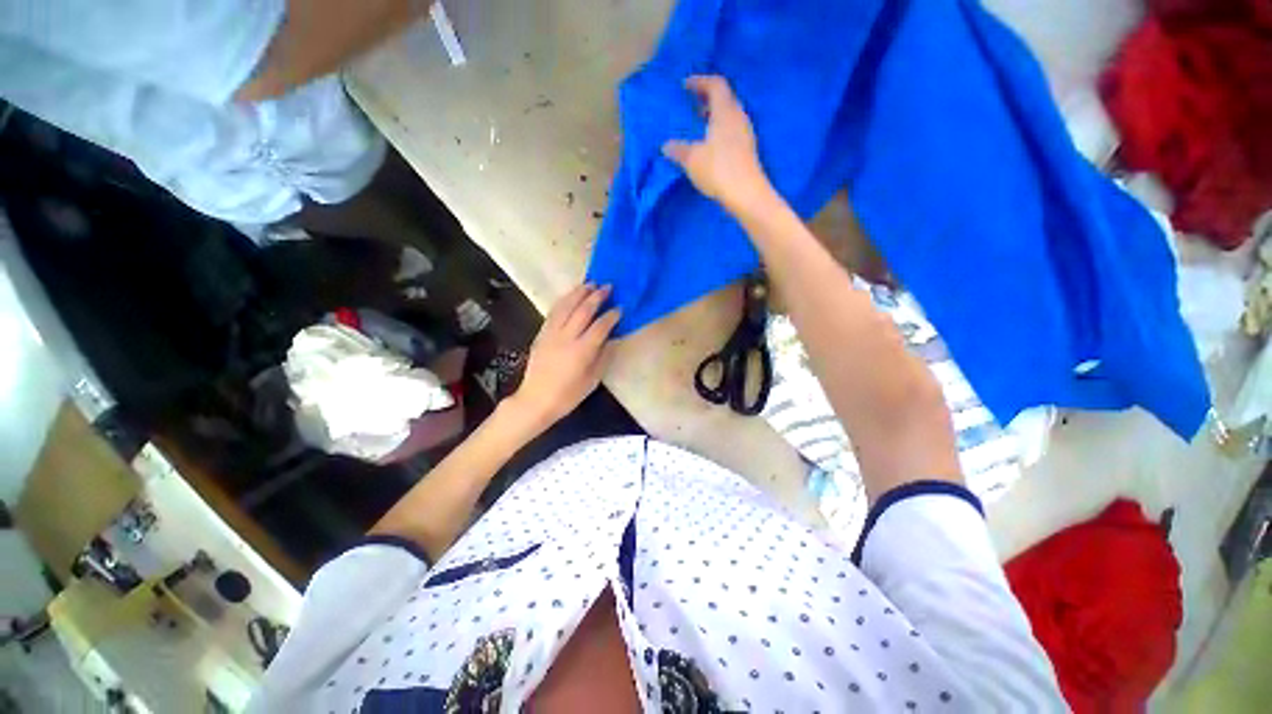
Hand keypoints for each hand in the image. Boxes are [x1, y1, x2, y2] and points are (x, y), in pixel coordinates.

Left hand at [507, 284, 621, 429]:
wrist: (536, 400)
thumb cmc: (568, 395)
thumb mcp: (592, 380)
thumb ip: (603, 357)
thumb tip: (611, 338)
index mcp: (582, 351)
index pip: (600, 326)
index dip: (611, 315)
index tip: (620, 307)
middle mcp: (567, 338)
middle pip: (583, 311)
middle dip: (596, 296)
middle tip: (607, 287)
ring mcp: (552, 333)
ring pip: (566, 306)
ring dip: (579, 293)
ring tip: (590, 283)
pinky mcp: (542, 333)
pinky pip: (554, 312)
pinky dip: (564, 300)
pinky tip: (570, 296)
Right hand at [662, 75, 773, 215]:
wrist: (746, 194)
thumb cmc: (718, 170)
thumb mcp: (692, 159)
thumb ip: (678, 150)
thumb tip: (666, 146)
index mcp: (725, 112)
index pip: (716, 85)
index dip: (700, 81)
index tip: (685, 85)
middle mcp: (738, 118)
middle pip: (725, 98)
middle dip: (708, 98)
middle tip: (692, 104)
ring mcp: (745, 134)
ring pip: (730, 115)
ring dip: (715, 116)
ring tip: (699, 125)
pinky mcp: (747, 150)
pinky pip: (733, 131)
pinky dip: (720, 130)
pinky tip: (710, 145)